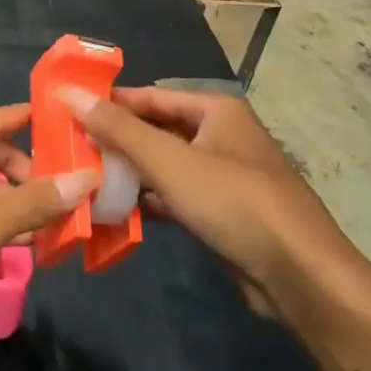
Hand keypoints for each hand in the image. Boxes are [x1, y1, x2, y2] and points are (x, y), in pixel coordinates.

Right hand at [59, 86, 368, 314]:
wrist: (301, 276)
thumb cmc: (234, 202)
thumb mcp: (170, 161)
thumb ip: (119, 129)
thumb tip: (70, 93)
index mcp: (215, 110)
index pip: (150, 96)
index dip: (111, 103)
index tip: (68, 113)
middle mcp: (221, 135)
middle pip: (158, 130)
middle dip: (118, 141)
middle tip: (72, 151)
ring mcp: (225, 175)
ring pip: (166, 165)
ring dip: (131, 173)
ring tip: (86, 181)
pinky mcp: (225, 211)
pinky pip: (178, 196)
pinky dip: (151, 200)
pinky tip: (120, 212)